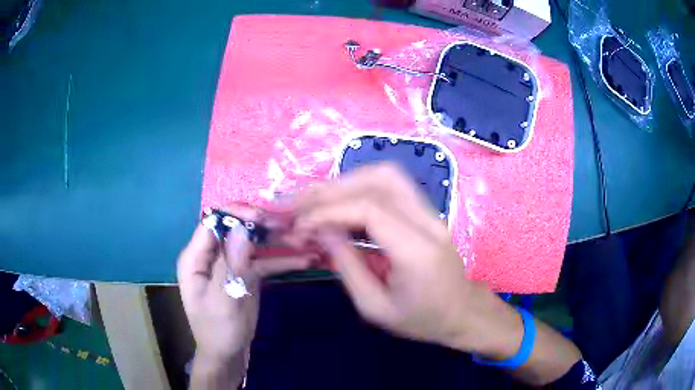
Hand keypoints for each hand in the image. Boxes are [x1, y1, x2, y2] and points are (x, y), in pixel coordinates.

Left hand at [177, 204, 313, 362]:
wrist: (228, 355)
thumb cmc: (218, 331)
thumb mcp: (223, 301)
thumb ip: (231, 265)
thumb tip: (242, 229)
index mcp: (196, 258)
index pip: (213, 223)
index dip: (236, 214)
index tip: (263, 218)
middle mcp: (213, 255)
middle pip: (237, 229)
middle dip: (263, 226)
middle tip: (290, 227)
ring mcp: (231, 264)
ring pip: (255, 243)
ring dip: (278, 241)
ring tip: (305, 239)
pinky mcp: (247, 275)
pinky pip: (265, 262)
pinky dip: (284, 261)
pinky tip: (306, 260)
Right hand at [291, 163, 521, 354]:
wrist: (462, 313)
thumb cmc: (420, 319)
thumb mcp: (375, 307)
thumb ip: (346, 266)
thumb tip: (320, 230)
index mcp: (417, 251)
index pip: (369, 209)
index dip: (329, 211)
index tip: (300, 226)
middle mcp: (428, 221)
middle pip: (378, 181)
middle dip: (332, 188)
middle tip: (299, 204)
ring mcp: (432, 212)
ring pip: (386, 175)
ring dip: (346, 182)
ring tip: (316, 200)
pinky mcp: (428, 211)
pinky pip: (392, 185)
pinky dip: (360, 187)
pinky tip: (341, 201)